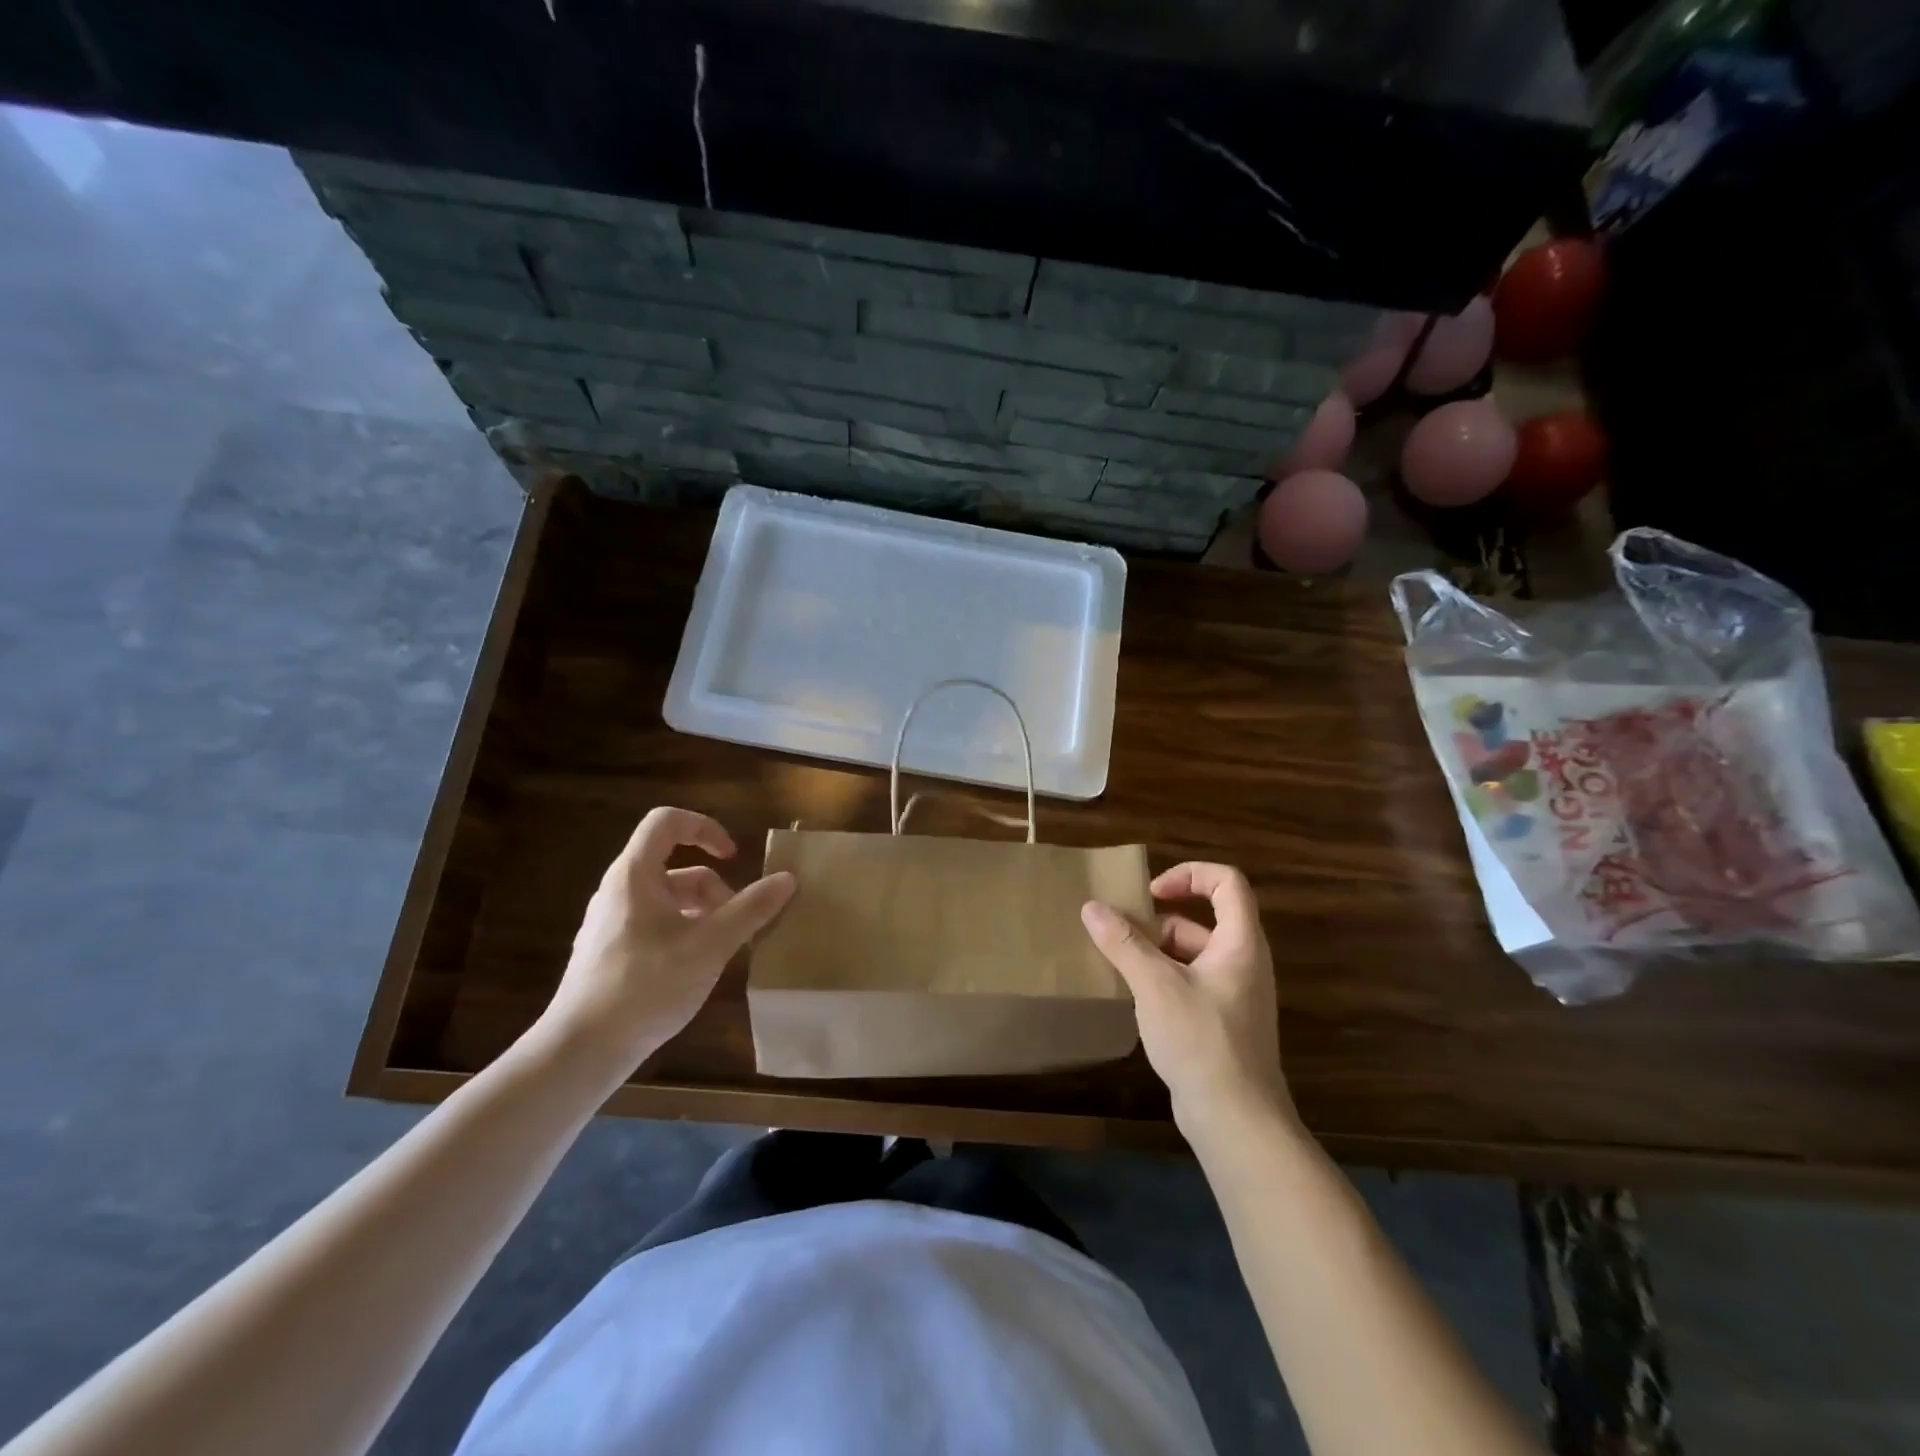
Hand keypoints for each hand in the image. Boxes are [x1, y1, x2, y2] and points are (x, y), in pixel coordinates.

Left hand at [541, 808, 795, 1074]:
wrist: (581, 1050)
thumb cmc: (647, 986)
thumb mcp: (710, 945)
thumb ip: (750, 909)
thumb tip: (787, 878)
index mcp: (634, 875)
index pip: (667, 821)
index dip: (705, 828)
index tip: (733, 857)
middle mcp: (618, 890)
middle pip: (674, 867)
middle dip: (713, 888)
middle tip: (736, 923)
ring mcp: (609, 923)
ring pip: (666, 899)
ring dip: (701, 914)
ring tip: (720, 950)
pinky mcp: (608, 953)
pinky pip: (653, 924)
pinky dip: (682, 933)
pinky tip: (694, 969)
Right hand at [1081, 862, 1292, 1144]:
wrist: (1236, 1120)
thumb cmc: (1201, 1040)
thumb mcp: (1155, 985)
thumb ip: (1123, 942)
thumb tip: (1091, 907)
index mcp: (1240, 943)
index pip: (1227, 883)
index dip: (1190, 874)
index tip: (1151, 892)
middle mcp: (1243, 962)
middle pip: (1203, 919)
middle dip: (1159, 921)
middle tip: (1120, 933)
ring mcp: (1234, 994)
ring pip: (1193, 953)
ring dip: (1156, 952)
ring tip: (1118, 964)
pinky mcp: (1221, 1021)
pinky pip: (1190, 982)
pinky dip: (1163, 979)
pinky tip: (1134, 996)